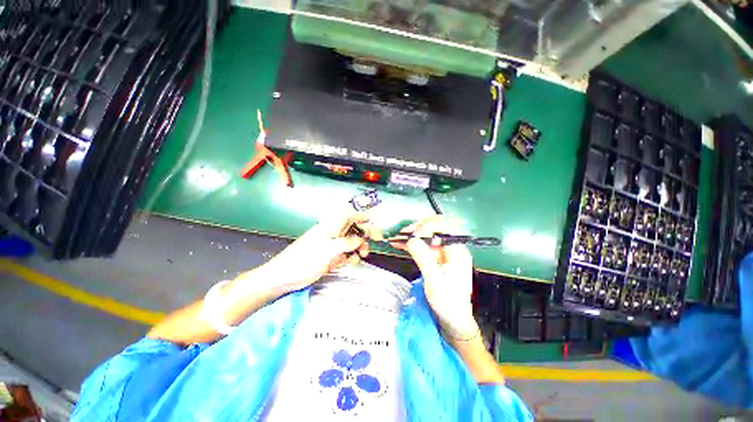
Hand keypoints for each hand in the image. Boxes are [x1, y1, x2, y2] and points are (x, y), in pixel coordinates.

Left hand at [256, 212, 381, 294]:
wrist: (286, 276)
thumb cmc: (306, 258)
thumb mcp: (329, 249)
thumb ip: (347, 243)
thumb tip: (360, 240)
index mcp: (330, 227)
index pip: (348, 216)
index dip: (360, 215)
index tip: (372, 218)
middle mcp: (332, 234)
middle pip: (353, 229)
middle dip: (365, 233)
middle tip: (378, 239)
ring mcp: (332, 246)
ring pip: (351, 243)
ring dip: (359, 247)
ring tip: (363, 255)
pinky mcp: (330, 257)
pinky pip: (346, 254)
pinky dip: (351, 257)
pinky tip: (353, 261)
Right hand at [392, 216, 478, 339]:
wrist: (453, 319)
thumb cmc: (448, 301)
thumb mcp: (434, 280)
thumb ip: (423, 258)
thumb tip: (411, 239)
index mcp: (457, 251)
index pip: (444, 228)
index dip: (428, 227)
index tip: (414, 234)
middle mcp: (451, 248)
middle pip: (435, 229)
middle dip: (418, 228)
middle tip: (404, 234)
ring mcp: (443, 253)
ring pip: (427, 237)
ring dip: (413, 236)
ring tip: (398, 237)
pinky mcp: (435, 259)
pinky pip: (423, 246)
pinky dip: (412, 245)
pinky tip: (400, 245)